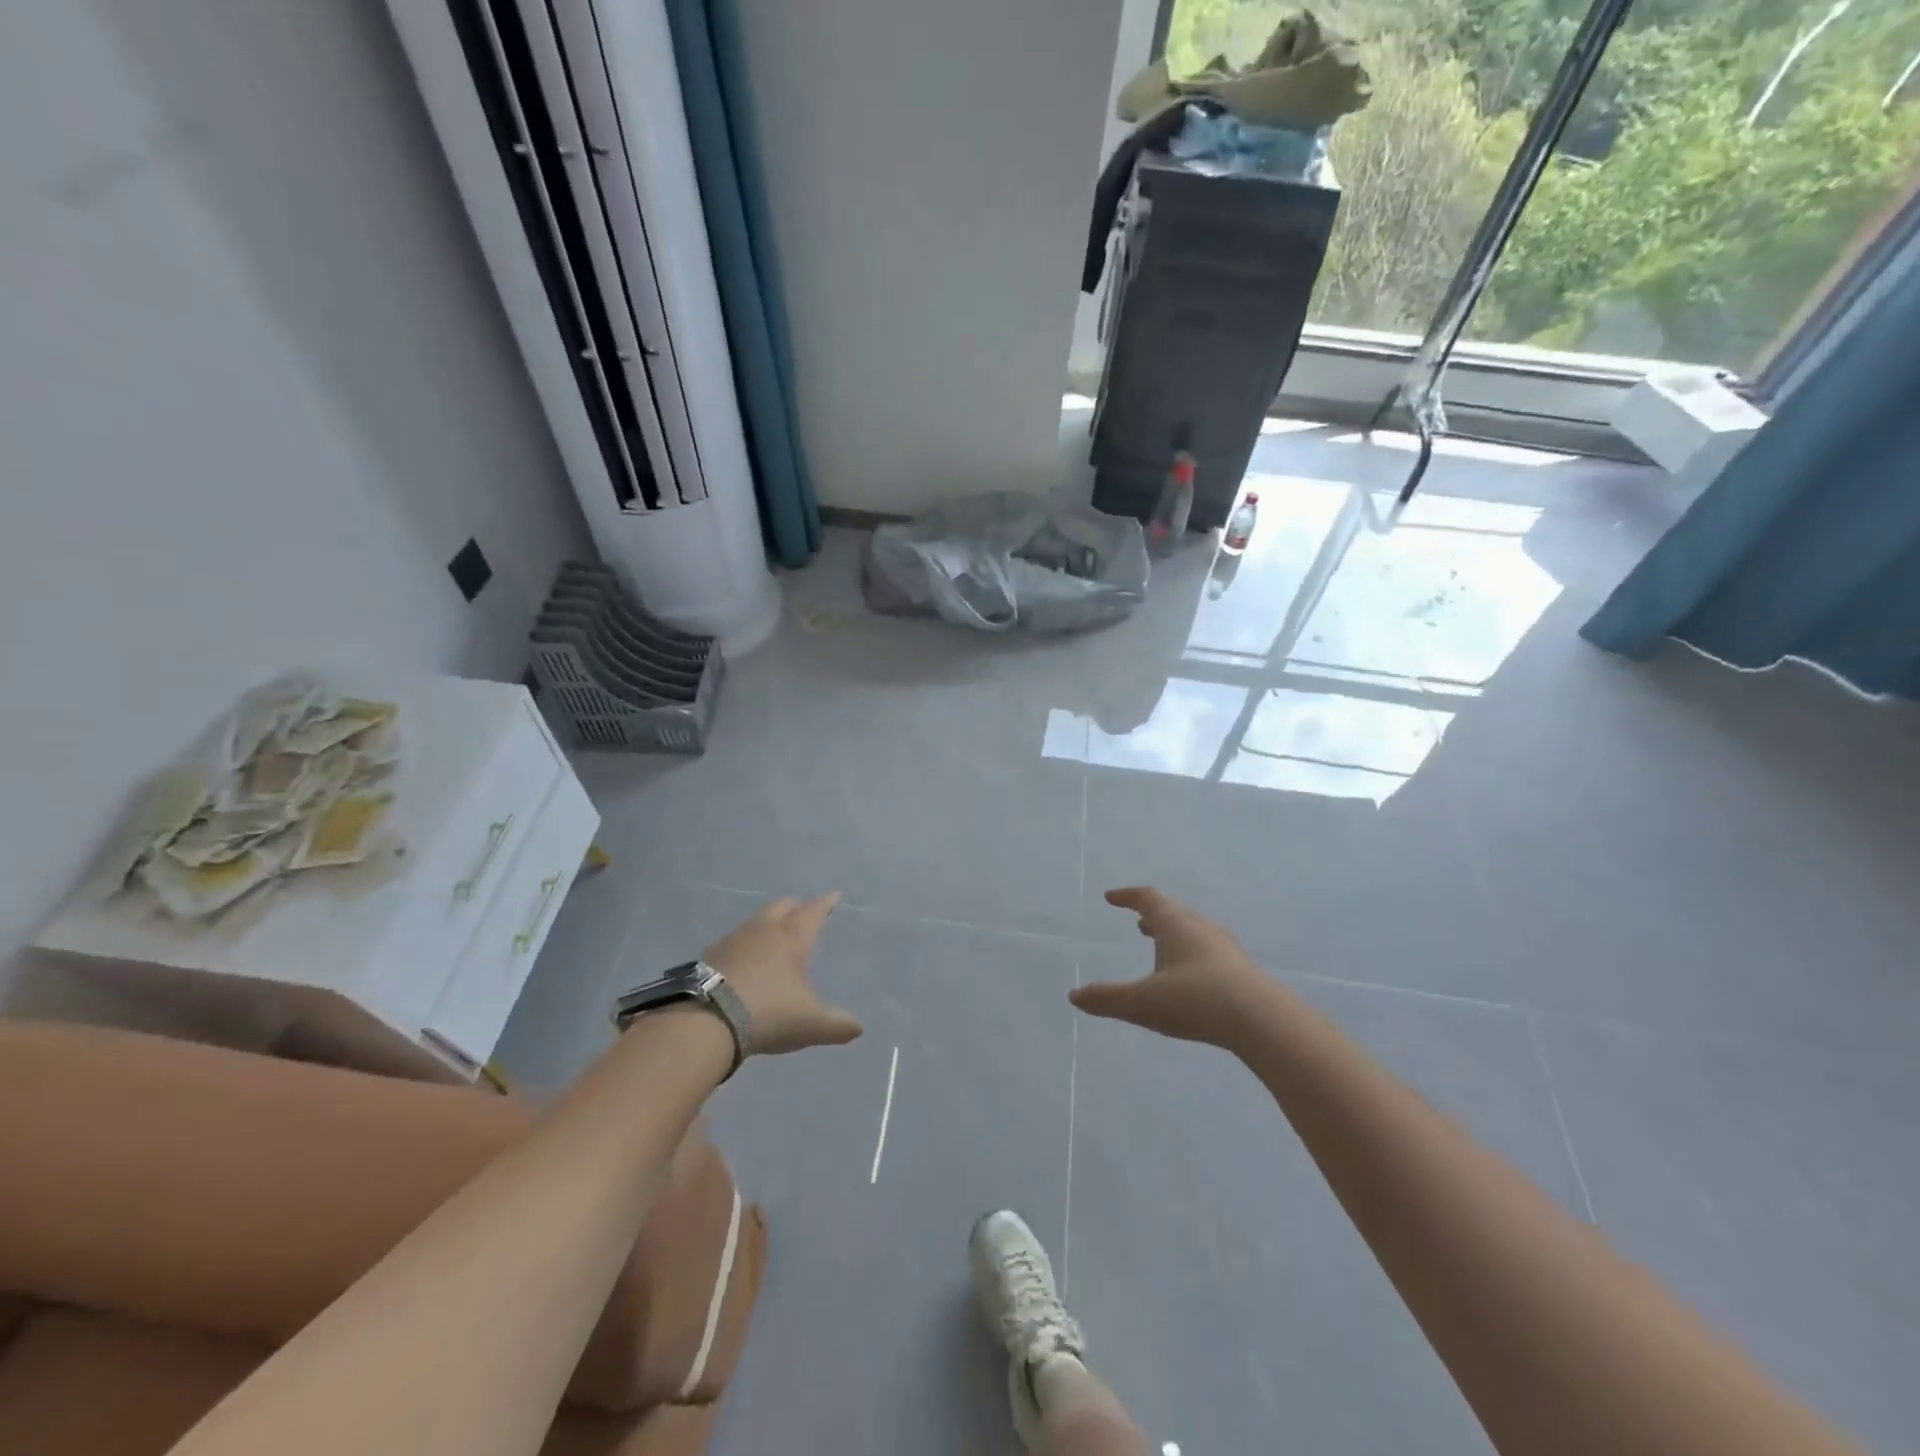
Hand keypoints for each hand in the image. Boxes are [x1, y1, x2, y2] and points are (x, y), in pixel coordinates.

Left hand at [703, 894, 863, 1055]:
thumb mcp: (810, 1023)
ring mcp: (733, 940)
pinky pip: (733, 940)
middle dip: (796, 906)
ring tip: (773, 932)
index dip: (826, 903)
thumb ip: (837, 1025)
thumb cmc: (768, 1013)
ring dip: (768, 921)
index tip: (834, 895)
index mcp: (792, 938)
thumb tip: (858, 1028)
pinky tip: (743, 958)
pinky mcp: (709, 956)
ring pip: (755, 920)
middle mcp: (763, 931)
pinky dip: (744, 943)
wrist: (705, 1021)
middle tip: (803, 910)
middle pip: (782, 906)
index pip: (813, 912)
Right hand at [1070, 887, 1274, 1049]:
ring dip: (1175, 934)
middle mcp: (1201, 928)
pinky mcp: (1242, 970)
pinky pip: (1211, 952)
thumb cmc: (1195, 1000)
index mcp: (1175, 925)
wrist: (1262, 1020)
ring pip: (1195, 932)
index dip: (1128, 896)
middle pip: (1174, 912)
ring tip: (1163, 946)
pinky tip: (1194, 977)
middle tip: (1139, 923)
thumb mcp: (1143, 1003)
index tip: (1111, 897)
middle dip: (1153, 916)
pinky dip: (1193, 954)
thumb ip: (1107, 999)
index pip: (1148, 899)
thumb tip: (1073, 995)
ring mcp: (1226, 948)